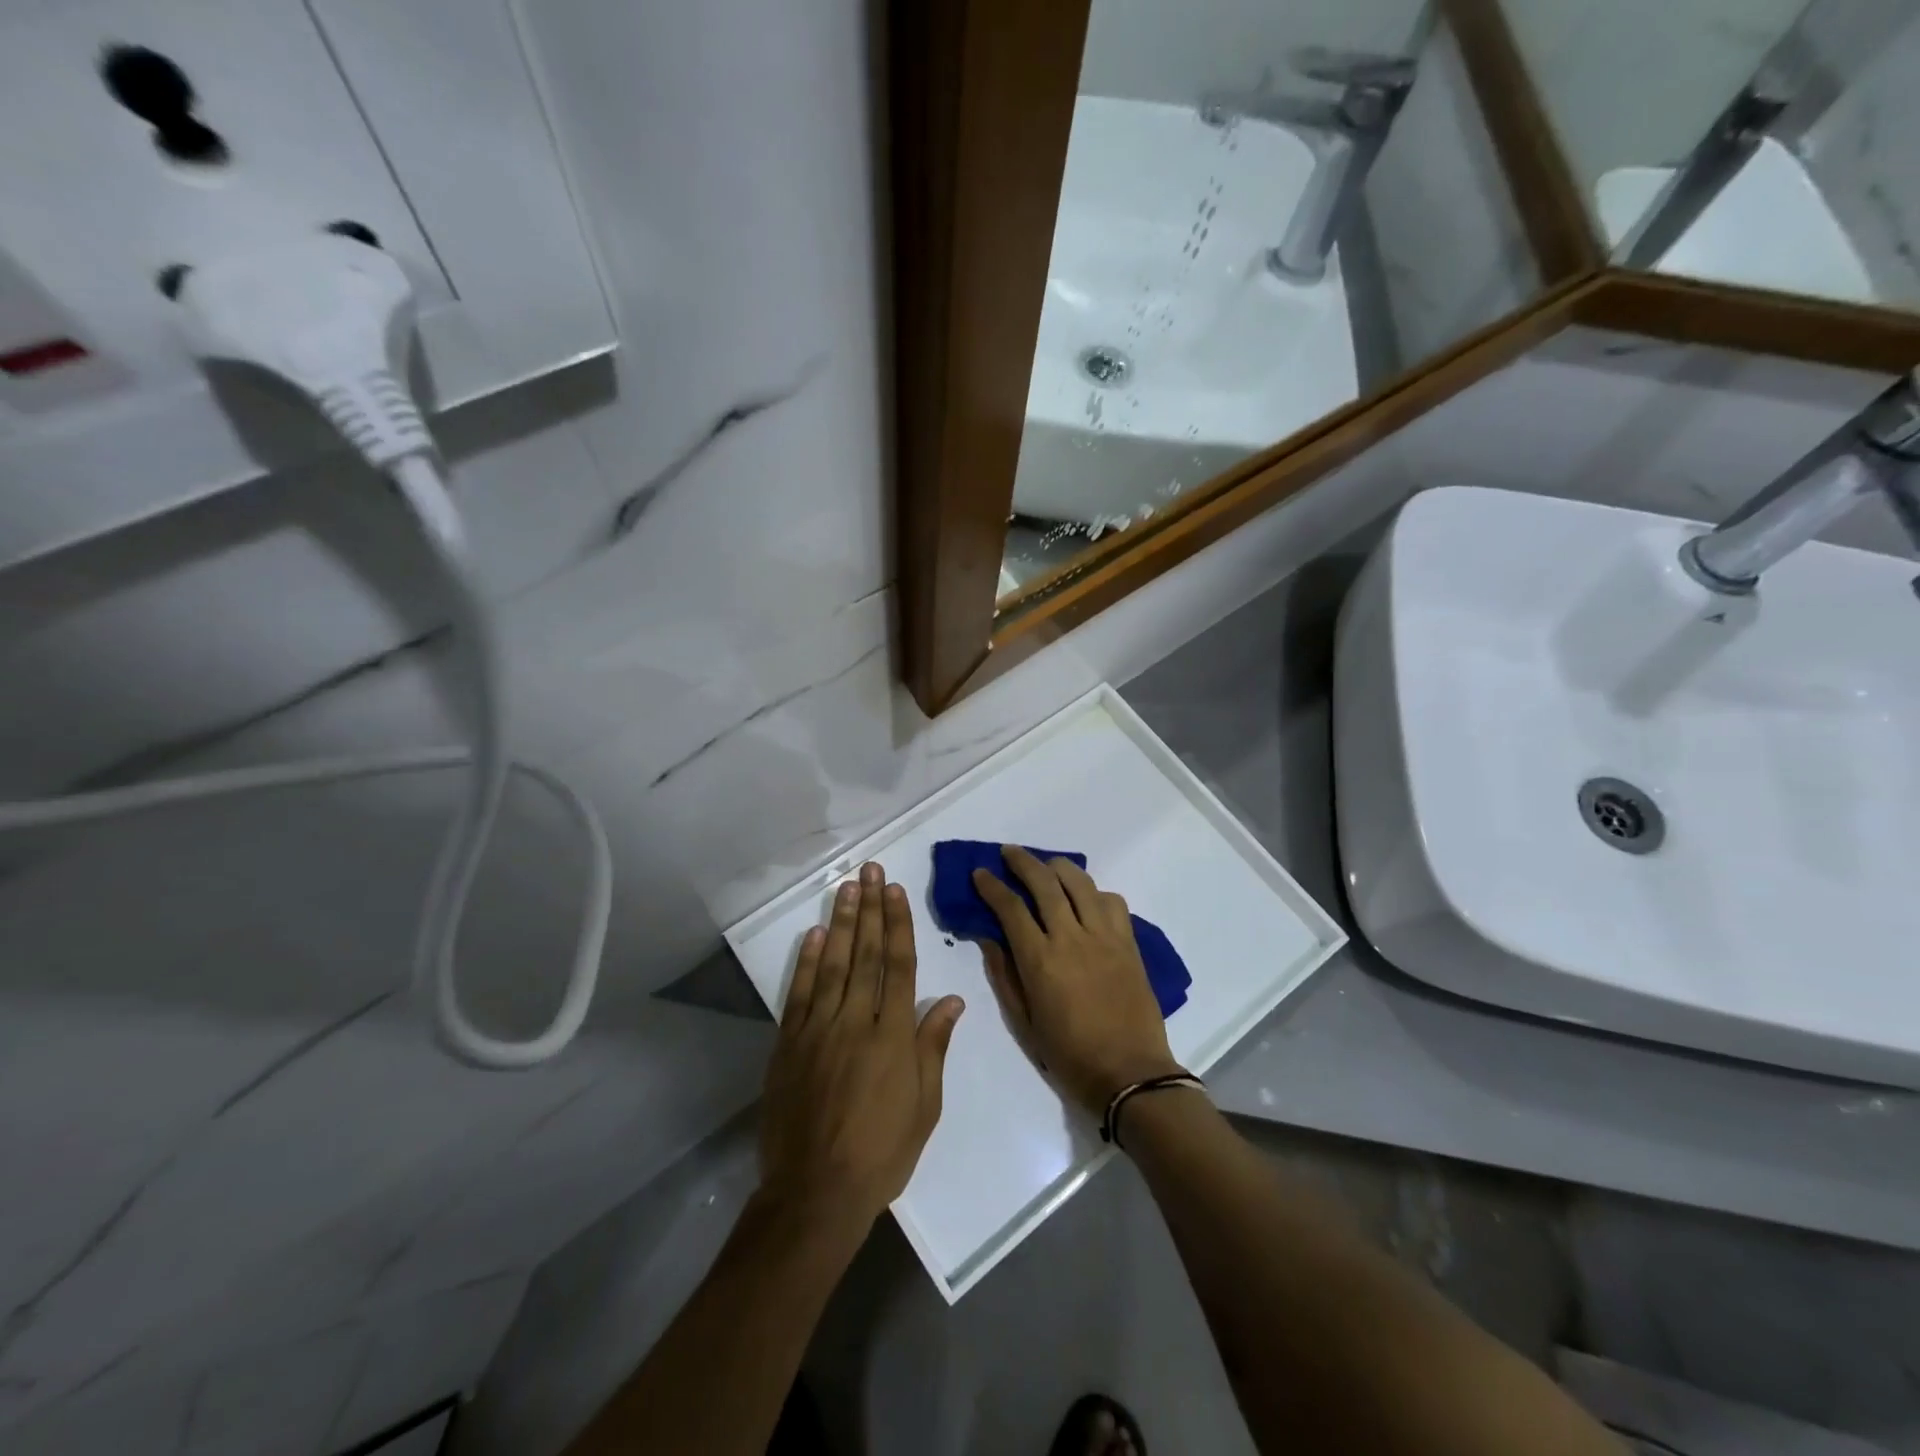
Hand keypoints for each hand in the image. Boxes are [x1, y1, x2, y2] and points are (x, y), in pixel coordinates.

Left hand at [758, 862, 965, 1240]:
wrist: (815, 1192)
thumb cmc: (882, 1152)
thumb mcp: (924, 1106)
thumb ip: (933, 1046)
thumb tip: (950, 999)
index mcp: (893, 1036)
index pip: (898, 965)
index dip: (897, 924)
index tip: (895, 891)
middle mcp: (856, 1021)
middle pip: (865, 954)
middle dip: (870, 909)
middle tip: (871, 870)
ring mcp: (818, 1030)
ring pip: (832, 964)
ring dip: (841, 923)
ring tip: (847, 888)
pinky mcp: (789, 1044)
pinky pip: (799, 993)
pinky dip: (806, 962)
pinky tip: (814, 935)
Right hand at [973, 847, 1182, 1114]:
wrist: (1130, 1073)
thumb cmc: (1069, 1054)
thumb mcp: (1024, 1021)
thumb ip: (1004, 975)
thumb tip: (988, 938)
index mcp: (1040, 960)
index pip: (1010, 908)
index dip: (991, 886)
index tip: (980, 873)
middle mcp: (1071, 938)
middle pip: (1045, 883)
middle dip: (1022, 862)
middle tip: (1009, 853)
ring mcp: (1104, 936)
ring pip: (1080, 883)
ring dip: (1059, 867)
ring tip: (1047, 866)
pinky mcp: (1129, 942)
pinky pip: (1112, 901)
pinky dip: (1094, 892)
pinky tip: (1086, 899)